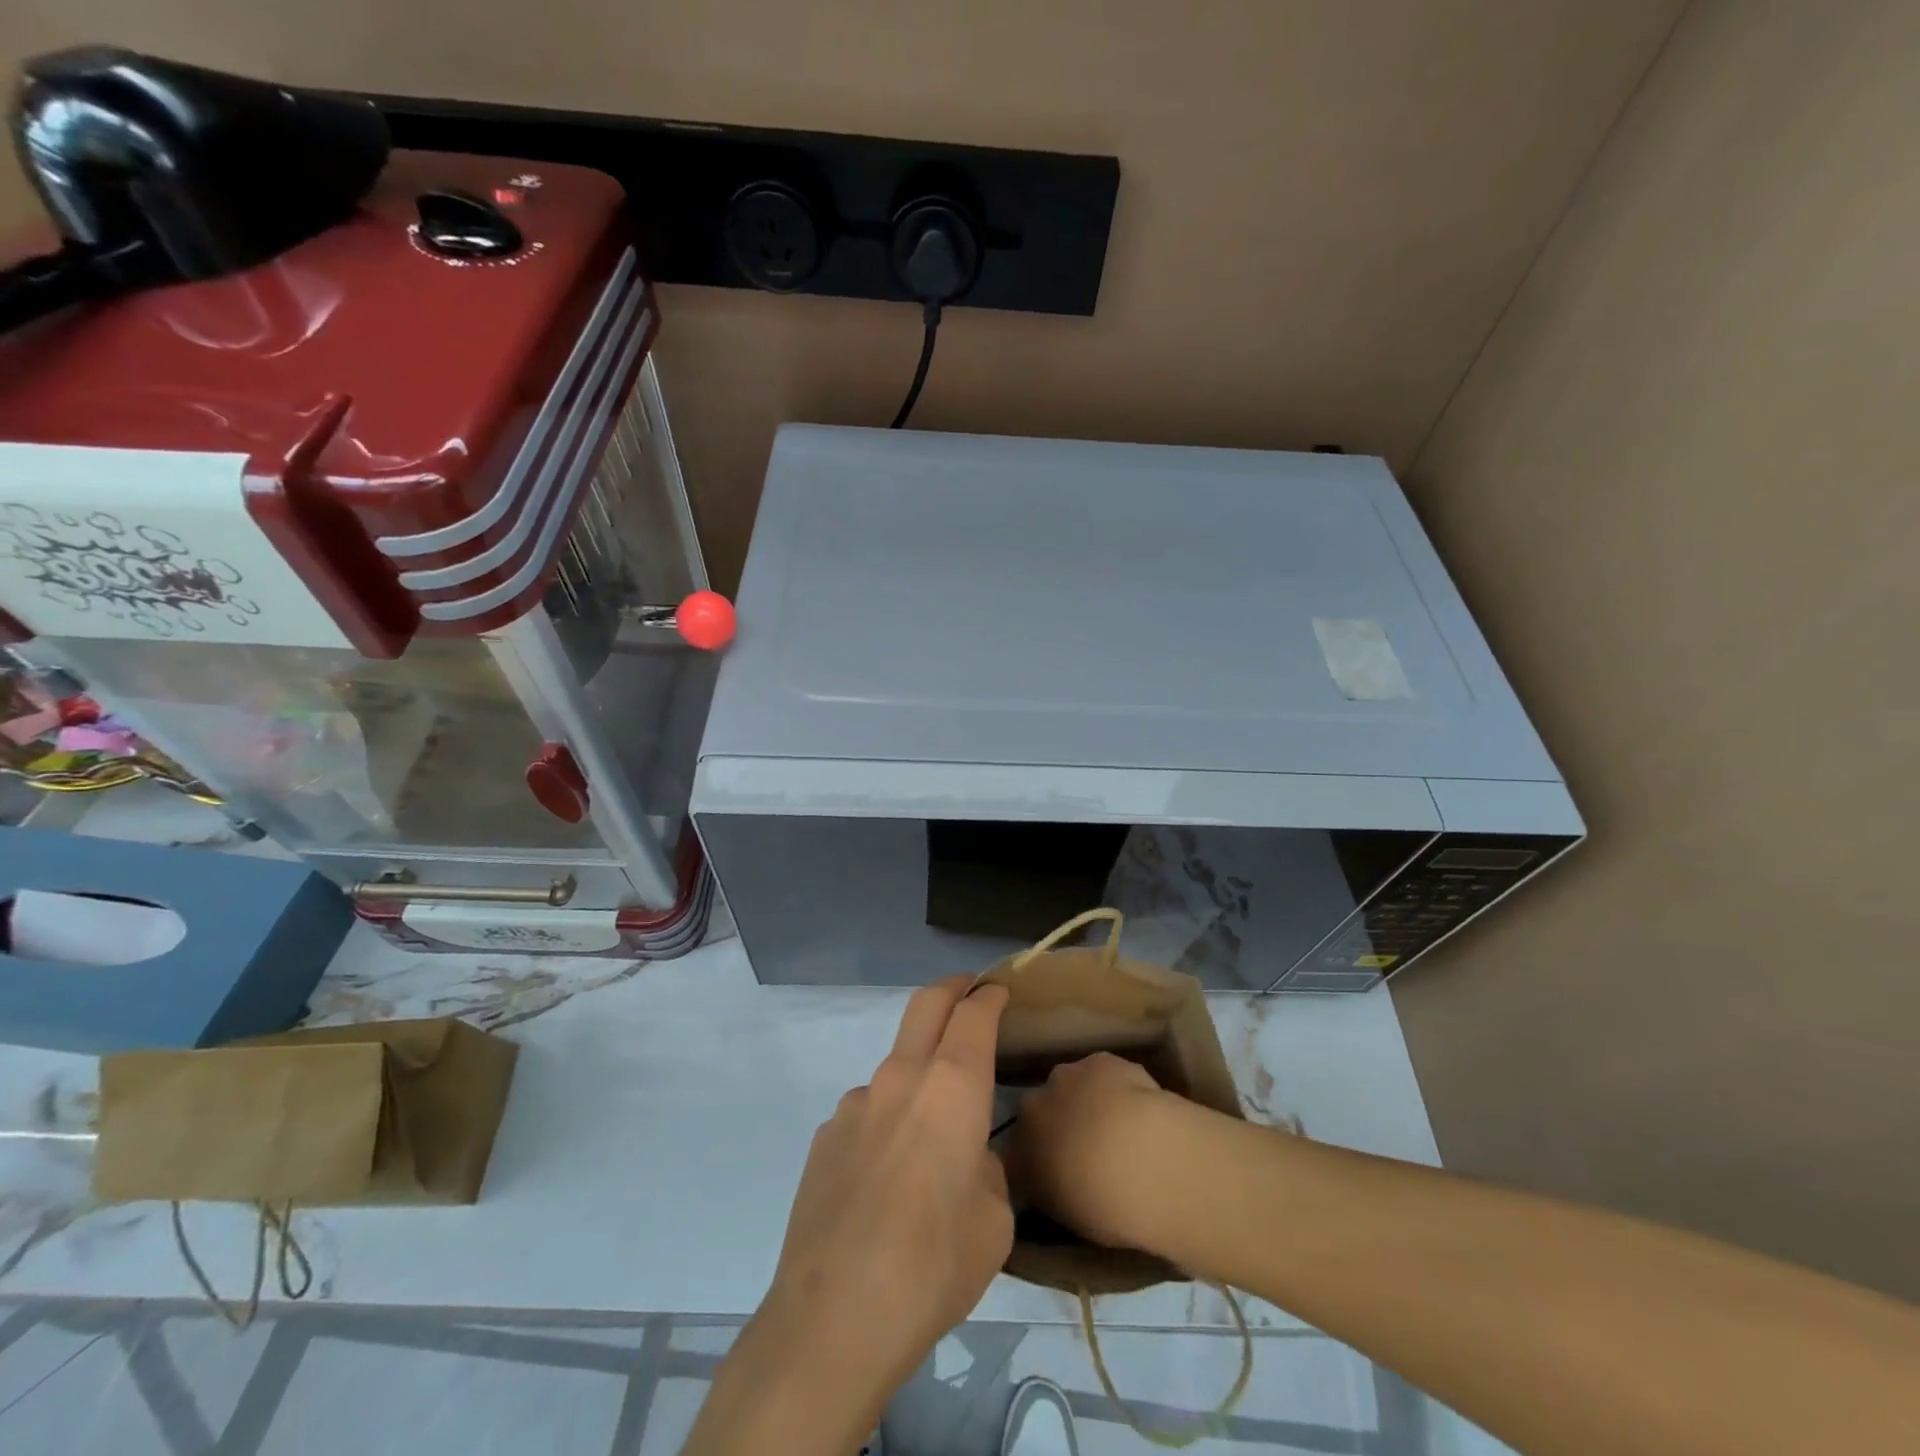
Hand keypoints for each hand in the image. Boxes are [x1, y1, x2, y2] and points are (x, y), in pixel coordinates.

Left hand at [685, 978, 1011, 1455]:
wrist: (835, 1317)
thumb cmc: (933, 1266)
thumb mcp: (993, 1221)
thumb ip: (984, 1168)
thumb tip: (964, 1157)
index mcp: (952, 1088)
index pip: (973, 1015)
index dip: (989, 996)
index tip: (998, 991)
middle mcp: (901, 1078)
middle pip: (925, 1005)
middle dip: (951, 989)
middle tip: (967, 990)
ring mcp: (856, 1103)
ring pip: (895, 1065)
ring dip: (917, 1072)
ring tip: (929, 1133)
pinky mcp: (825, 1135)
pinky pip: (867, 1111)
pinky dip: (887, 1120)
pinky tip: (886, 1177)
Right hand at [1006, 1051, 1194, 1252]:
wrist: (1141, 1160)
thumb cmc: (1105, 1207)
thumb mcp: (1069, 1216)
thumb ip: (1053, 1191)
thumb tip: (1057, 1180)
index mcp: (1019, 1155)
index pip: (1017, 1154)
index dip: (1037, 1159)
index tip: (1056, 1171)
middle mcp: (1032, 1109)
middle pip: (1040, 1110)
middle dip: (1058, 1121)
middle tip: (1087, 1145)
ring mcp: (1065, 1077)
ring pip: (1070, 1085)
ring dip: (1085, 1098)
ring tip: (1117, 1124)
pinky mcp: (1098, 1060)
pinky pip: (1102, 1072)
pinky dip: (1115, 1084)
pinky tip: (1138, 1104)